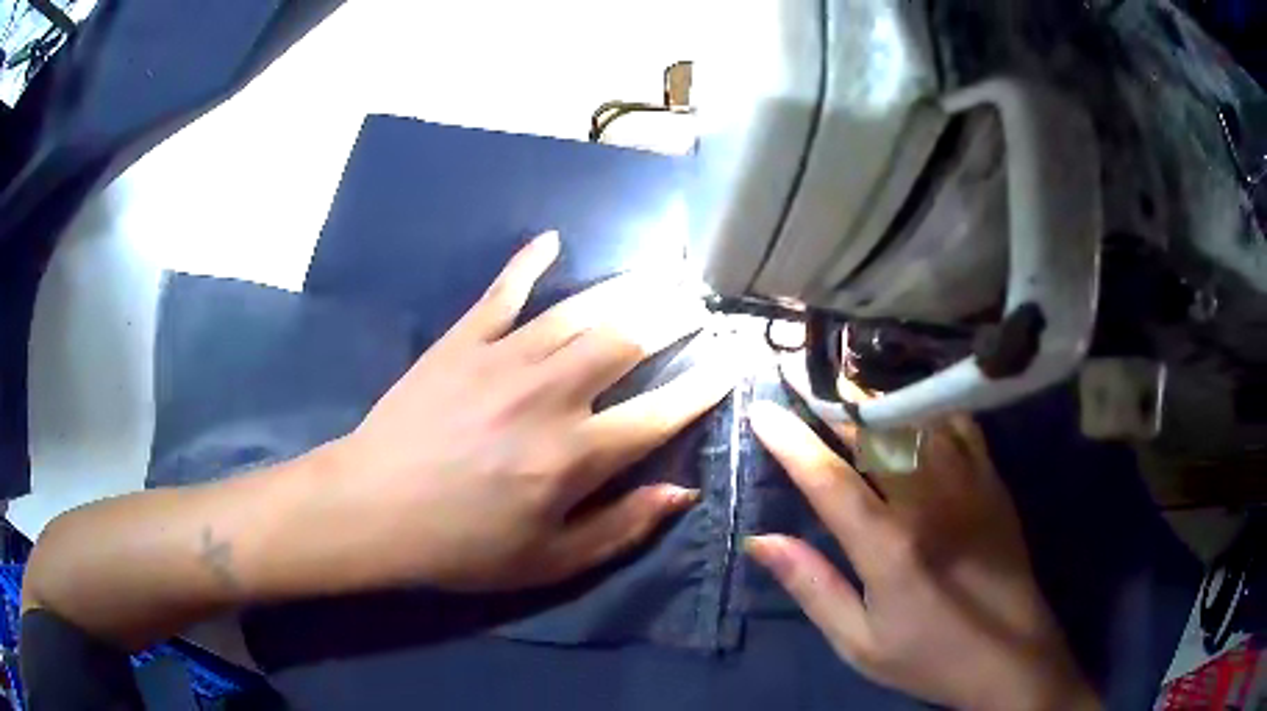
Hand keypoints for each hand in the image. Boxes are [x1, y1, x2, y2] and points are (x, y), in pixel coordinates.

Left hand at [317, 231, 733, 591]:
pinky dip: (527, 264)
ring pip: (579, 310)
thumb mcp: (549, 562)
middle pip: (627, 341)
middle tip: (698, 302)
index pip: (660, 413)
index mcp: (575, 456)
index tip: (730, 361)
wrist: (373, 509)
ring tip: (659, 271)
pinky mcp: (461, 342)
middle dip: (673, 317)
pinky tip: (552, 241)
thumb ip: (621, 528)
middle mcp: (549, 395)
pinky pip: (502, 292)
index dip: (704, 386)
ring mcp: (502, 359)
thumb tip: (681, 491)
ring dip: (626, 288)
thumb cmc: (462, 546)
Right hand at [745, 403, 1099, 710]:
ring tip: (845, 382)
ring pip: (917, 420)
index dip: (791, 441)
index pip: (829, 480)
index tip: (761, 411)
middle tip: (799, 377)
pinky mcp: (992, 482)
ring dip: (876, 398)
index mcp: (889, 546)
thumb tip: (761, 540)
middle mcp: (928, 501)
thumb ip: (812, 586)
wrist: (1009, 655)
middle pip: (874, 434)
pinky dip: (928, 407)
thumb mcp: (858, 641)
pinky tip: (912, 403)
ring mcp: (967, 484)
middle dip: (831, 402)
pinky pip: (959, 426)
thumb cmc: (928, 655)